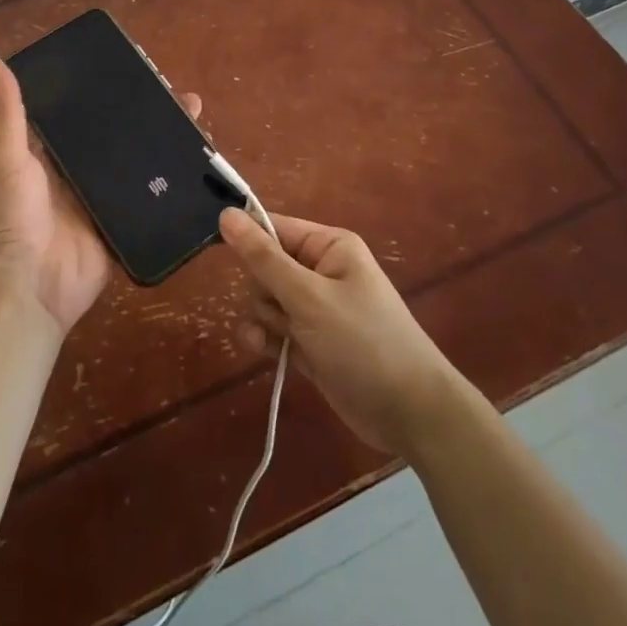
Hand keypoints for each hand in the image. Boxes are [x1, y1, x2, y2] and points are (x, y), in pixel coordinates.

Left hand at [0, 54, 199, 338]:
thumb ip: (8, 114)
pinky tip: (200, 163)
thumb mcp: (7, 161)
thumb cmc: (11, 222)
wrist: (29, 295)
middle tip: (179, 92)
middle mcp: (80, 170)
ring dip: (165, 141)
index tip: (136, 65)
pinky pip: (151, 198)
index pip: (82, 110)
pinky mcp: (125, 224)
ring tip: (197, 117)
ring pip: (140, 162)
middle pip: (118, 134)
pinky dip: (172, 182)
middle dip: (146, 113)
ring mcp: (105, 198)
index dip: (106, 88)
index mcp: (51, 151)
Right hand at [220, 208, 466, 455]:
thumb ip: (264, 257)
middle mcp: (321, 270)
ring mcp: (315, 308)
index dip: (247, 240)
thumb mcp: (309, 296)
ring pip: (265, 300)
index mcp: (328, 246)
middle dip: (263, 292)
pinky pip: (274, 329)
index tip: (217, 251)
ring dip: (264, 320)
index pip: (274, 227)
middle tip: (282, 311)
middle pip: (265, 266)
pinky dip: (267, 339)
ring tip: (282, 340)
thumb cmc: (363, 341)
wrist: (409, 413)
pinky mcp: (310, 341)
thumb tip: (226, 213)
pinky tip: (266, 353)